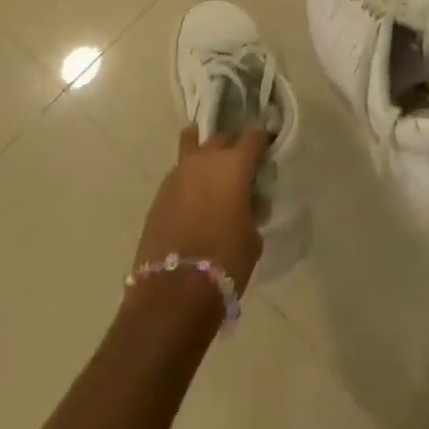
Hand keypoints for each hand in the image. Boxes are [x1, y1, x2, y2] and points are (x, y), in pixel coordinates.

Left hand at [130, 126, 268, 293]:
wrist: (174, 291)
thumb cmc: (225, 261)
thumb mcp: (253, 235)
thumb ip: (253, 208)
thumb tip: (249, 201)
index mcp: (234, 164)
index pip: (254, 137)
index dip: (263, 140)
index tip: (268, 149)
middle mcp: (205, 159)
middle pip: (223, 137)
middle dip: (234, 145)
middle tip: (243, 164)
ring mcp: (178, 173)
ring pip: (194, 146)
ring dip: (206, 154)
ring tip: (213, 170)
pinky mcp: (160, 193)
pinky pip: (180, 172)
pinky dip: (190, 177)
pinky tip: (196, 196)